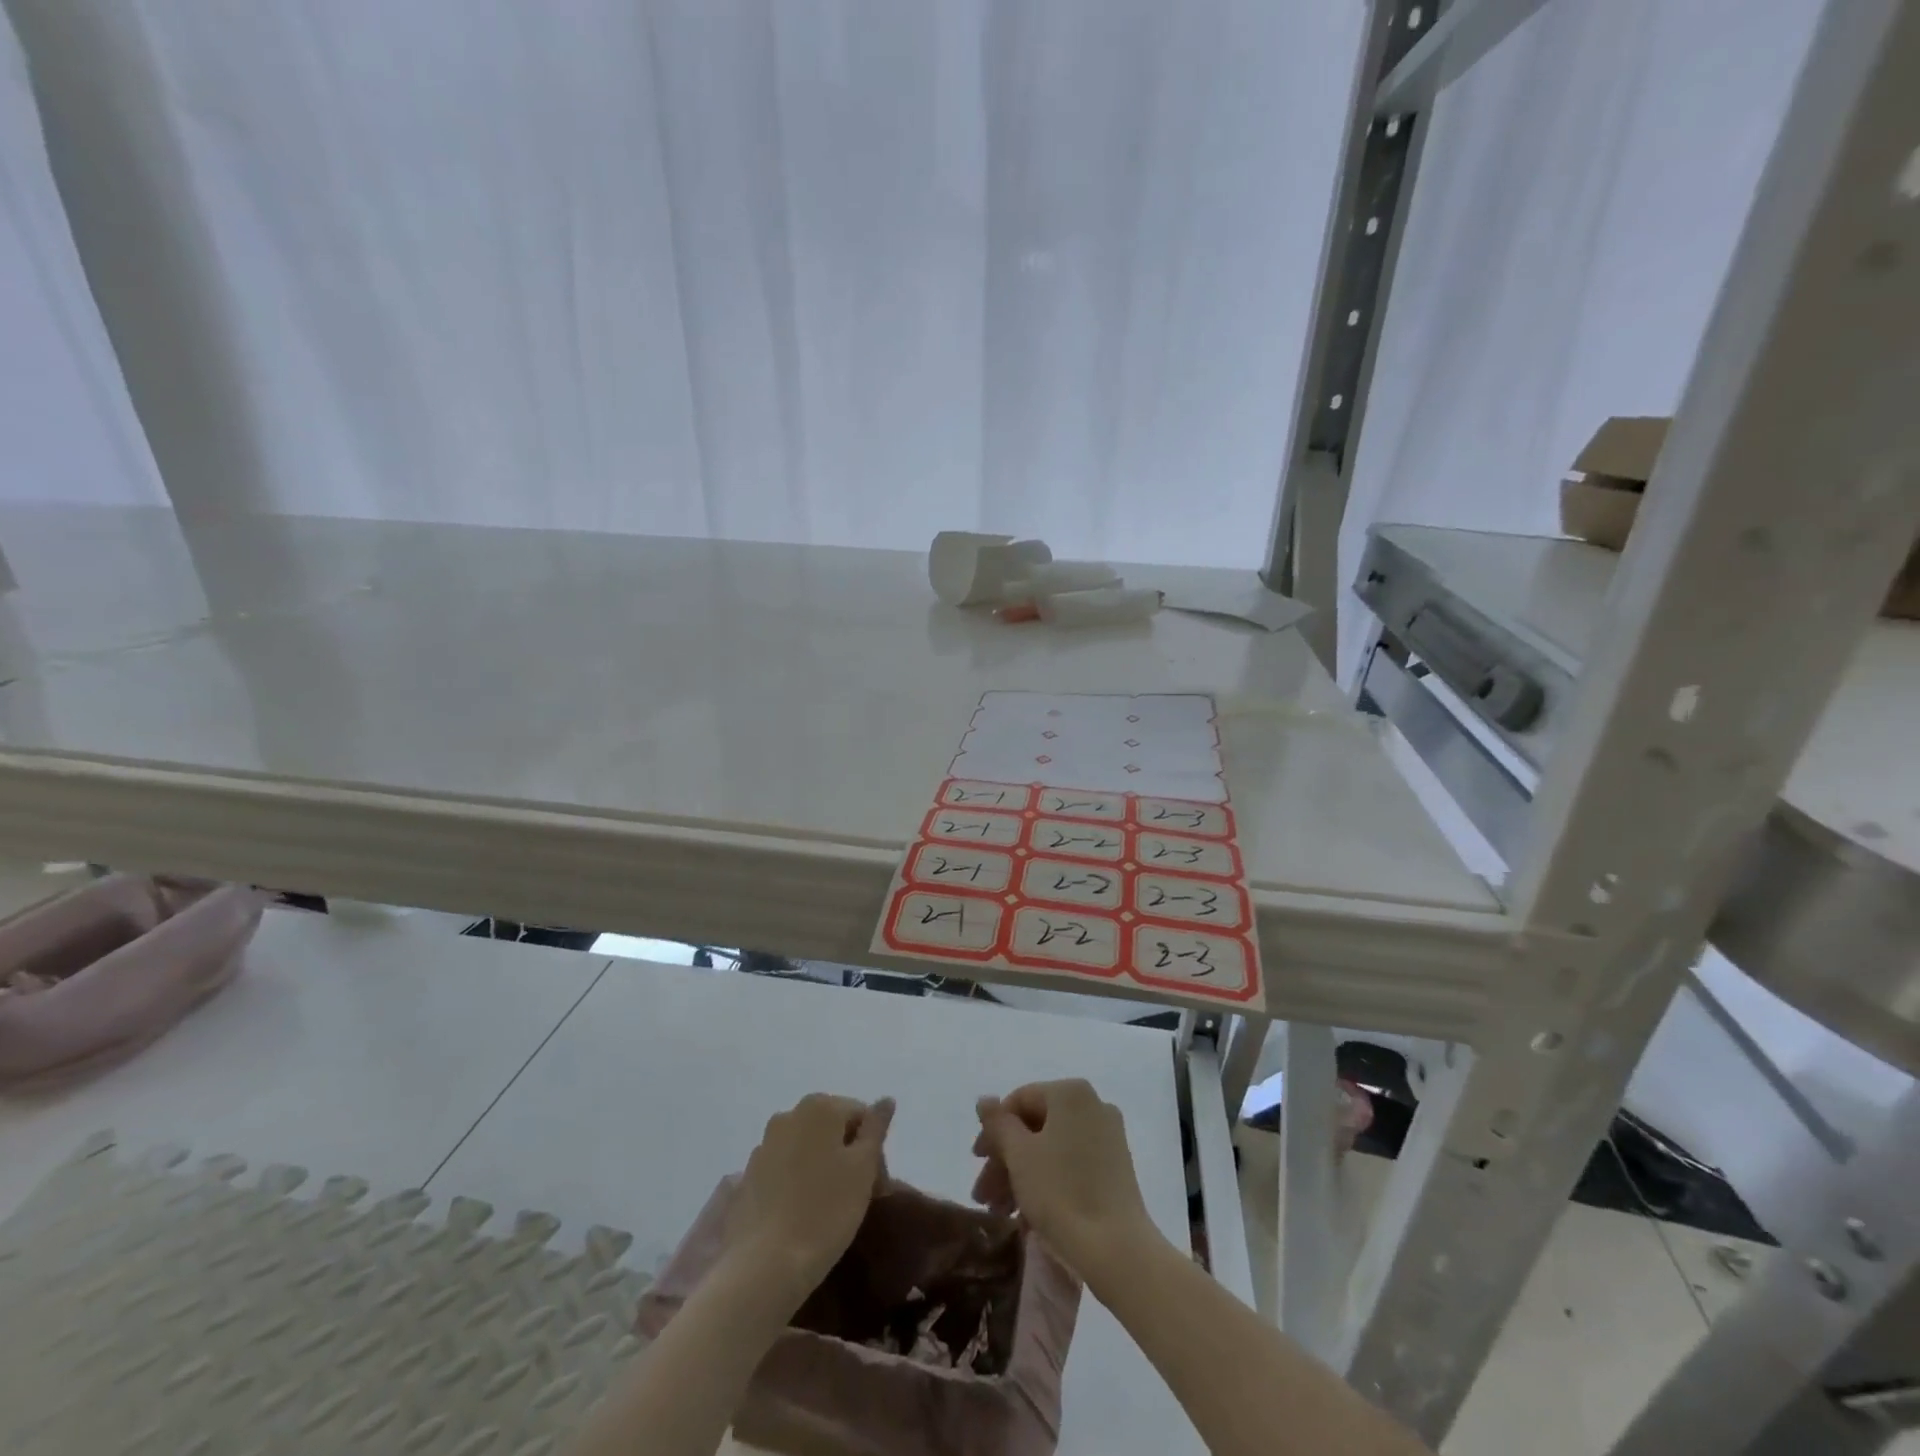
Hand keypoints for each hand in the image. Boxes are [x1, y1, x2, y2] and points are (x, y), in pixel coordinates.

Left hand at [726, 1093, 894, 1304]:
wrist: (764, 1266)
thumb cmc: (826, 1211)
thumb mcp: (864, 1168)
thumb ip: (876, 1128)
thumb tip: (886, 1100)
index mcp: (819, 1107)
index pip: (861, 1115)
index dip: (875, 1149)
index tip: (879, 1186)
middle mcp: (788, 1115)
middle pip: (832, 1128)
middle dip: (849, 1156)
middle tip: (861, 1197)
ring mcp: (764, 1146)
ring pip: (807, 1148)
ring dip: (823, 1168)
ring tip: (831, 1208)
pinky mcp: (747, 1177)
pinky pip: (783, 1170)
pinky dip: (797, 1183)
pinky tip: (802, 1213)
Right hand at [973, 1079, 1158, 1282]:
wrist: (1117, 1250)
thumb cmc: (1061, 1192)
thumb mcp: (1019, 1155)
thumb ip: (998, 1123)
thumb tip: (984, 1099)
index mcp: (1071, 1093)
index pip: (1019, 1100)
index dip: (993, 1130)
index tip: (976, 1162)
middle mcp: (1094, 1105)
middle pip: (1036, 1126)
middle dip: (1005, 1159)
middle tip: (984, 1195)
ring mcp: (1108, 1137)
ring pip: (1052, 1147)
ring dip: (1022, 1174)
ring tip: (1001, 1211)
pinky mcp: (1116, 1168)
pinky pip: (1071, 1163)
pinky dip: (1047, 1181)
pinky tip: (1028, 1215)